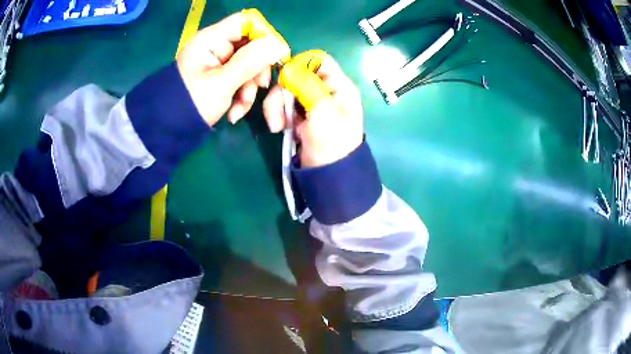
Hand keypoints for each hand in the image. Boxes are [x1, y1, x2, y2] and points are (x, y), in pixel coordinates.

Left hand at [176, 9, 290, 125]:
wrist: (169, 130)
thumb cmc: (191, 104)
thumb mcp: (222, 84)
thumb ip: (250, 62)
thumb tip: (277, 45)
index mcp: (211, 39)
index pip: (246, 22)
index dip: (263, 35)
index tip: (273, 56)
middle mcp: (216, 46)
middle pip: (251, 45)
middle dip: (257, 70)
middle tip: (259, 87)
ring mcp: (218, 62)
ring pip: (248, 65)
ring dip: (249, 88)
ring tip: (239, 108)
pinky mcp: (219, 76)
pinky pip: (240, 79)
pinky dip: (241, 96)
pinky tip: (234, 113)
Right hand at [263, 51, 363, 167]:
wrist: (329, 175)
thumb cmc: (332, 142)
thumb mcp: (323, 110)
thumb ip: (307, 85)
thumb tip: (289, 67)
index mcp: (339, 85)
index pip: (318, 60)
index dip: (299, 65)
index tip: (285, 79)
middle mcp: (326, 90)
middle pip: (297, 75)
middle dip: (282, 93)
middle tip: (277, 114)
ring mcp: (312, 103)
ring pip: (287, 91)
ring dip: (276, 106)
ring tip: (276, 126)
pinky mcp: (300, 116)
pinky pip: (284, 106)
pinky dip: (278, 115)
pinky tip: (279, 128)